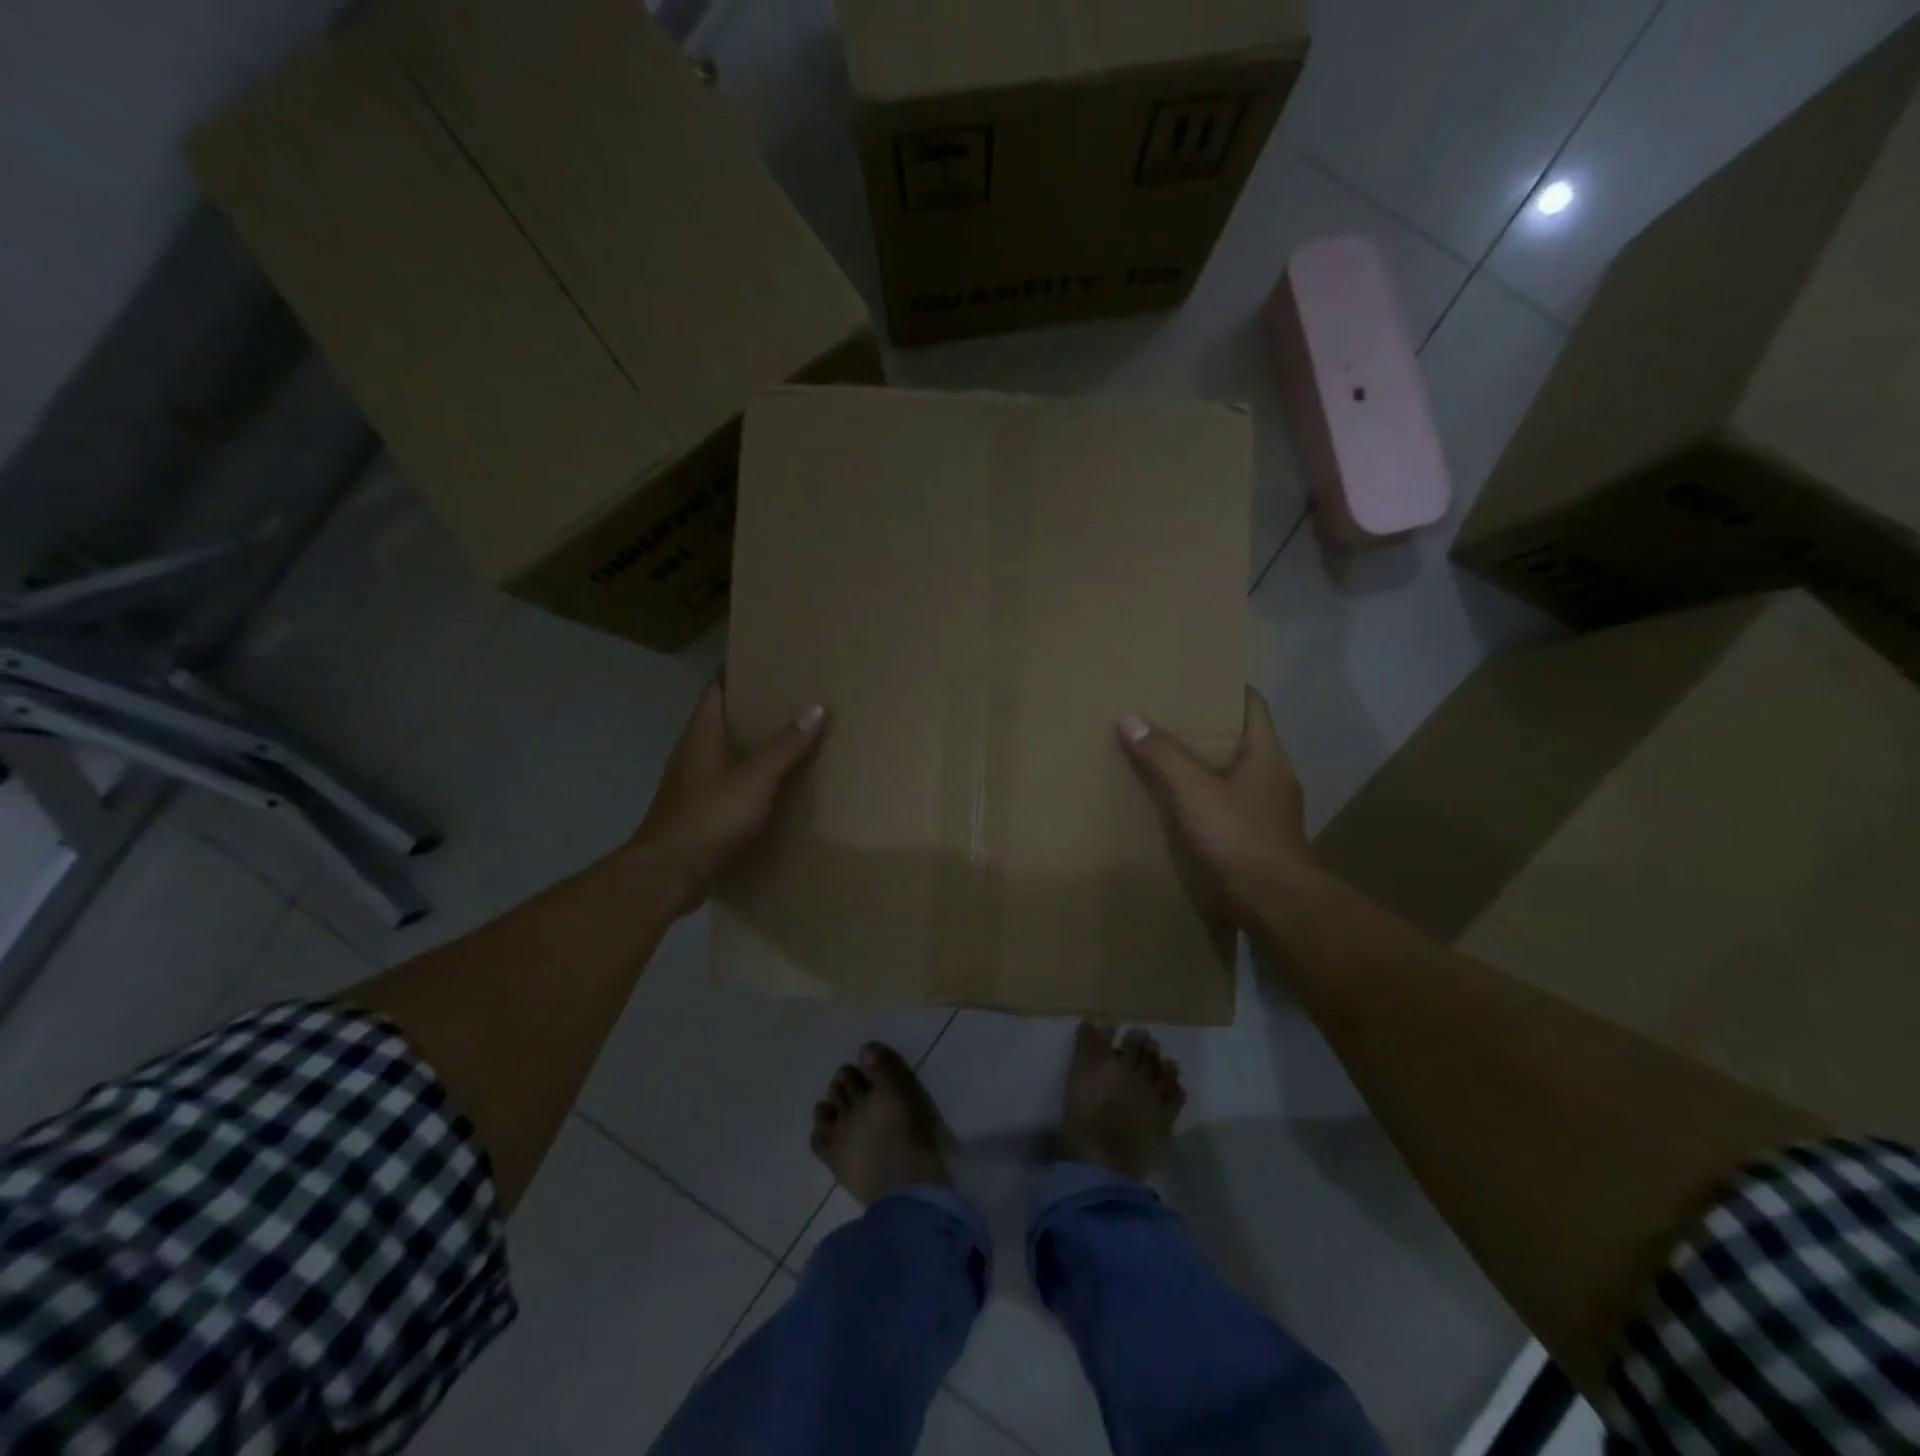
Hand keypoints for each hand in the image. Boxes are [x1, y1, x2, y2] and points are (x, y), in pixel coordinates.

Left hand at [631, 680, 826, 916]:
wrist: (668, 874)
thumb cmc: (710, 816)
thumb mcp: (756, 778)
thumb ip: (786, 745)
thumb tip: (817, 708)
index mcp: (701, 734)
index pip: (716, 689)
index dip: (738, 672)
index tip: (767, 662)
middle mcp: (692, 753)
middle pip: (722, 720)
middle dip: (753, 710)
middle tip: (791, 700)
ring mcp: (692, 784)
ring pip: (725, 753)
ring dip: (751, 746)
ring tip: (790, 740)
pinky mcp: (697, 812)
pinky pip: (726, 784)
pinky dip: (748, 779)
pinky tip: (773, 787)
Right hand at [1118, 687, 1322, 927]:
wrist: (1276, 902)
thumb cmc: (1239, 835)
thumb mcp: (1193, 791)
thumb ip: (1163, 755)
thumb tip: (1129, 718)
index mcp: (1267, 754)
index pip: (1254, 706)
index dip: (1231, 689)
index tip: (1203, 680)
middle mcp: (1276, 776)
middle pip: (1246, 739)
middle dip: (1214, 728)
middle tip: (1176, 717)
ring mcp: (1274, 809)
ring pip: (1241, 774)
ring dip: (1214, 765)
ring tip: (1177, 759)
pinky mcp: (1265, 837)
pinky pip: (1237, 803)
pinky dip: (1215, 796)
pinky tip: (1191, 805)